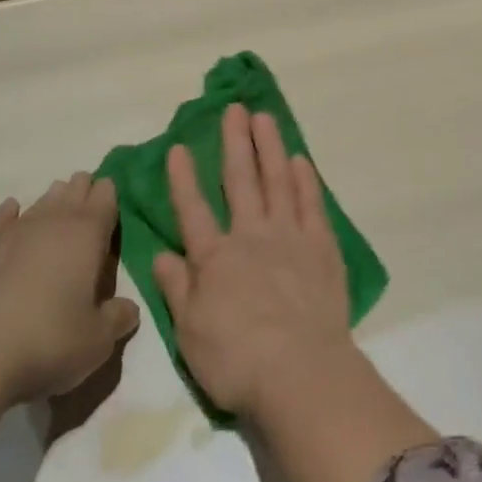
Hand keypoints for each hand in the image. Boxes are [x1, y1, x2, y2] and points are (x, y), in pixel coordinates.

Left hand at [0, 172, 139, 406]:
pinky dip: (6, 215)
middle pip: (70, 194)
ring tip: (56, 198)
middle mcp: (47, 223)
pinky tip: (9, 212)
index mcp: (85, 235)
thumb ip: (116, 319)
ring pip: (36, 204)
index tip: (111, 191)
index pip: (104, 201)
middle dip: (81, 191)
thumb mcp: (96, 342)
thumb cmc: (44, 343)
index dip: (109, 195)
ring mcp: (5, 232)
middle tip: (87, 190)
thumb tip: (127, 308)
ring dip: (50, 201)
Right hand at [151, 105, 352, 419]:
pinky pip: (311, 204)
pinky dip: (305, 179)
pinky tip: (300, 160)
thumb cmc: (236, 359)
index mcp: (215, 258)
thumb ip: (176, 288)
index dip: (184, 177)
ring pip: (277, 181)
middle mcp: (250, 237)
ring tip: (265, 118)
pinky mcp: (321, 247)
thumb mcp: (190, 332)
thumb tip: (161, 253)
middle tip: (234, 109)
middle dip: (234, 142)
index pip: (193, 209)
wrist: (300, 371)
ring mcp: (289, 237)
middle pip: (240, 181)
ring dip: (269, 147)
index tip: (180, 145)